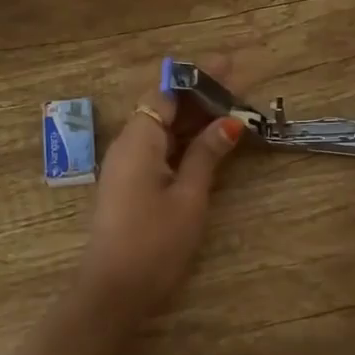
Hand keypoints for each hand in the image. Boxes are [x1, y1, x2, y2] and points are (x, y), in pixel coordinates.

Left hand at [77, 57, 245, 322]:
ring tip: (233, 108)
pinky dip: (184, 139)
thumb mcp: (189, 197)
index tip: (231, 64)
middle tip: (241, 87)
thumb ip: (207, 155)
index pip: (167, 91)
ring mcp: (127, 164)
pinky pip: (159, 147)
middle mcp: (128, 144)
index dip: (199, 76)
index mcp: (139, 139)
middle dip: (201, 94)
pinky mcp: (131, 183)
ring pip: (162, 127)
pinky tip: (209, 141)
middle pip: (164, 105)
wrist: (113, 291)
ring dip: (195, 117)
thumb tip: (230, 123)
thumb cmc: (154, 243)